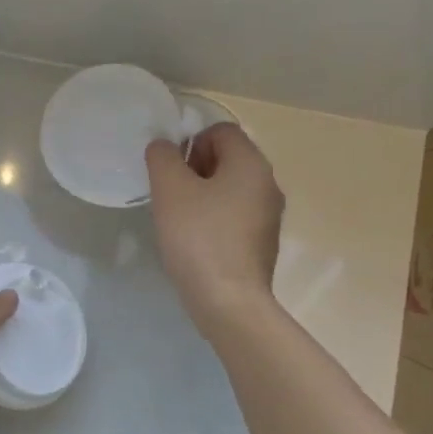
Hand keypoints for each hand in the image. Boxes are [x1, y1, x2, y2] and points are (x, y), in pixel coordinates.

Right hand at [145, 123, 284, 334]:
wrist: (229, 302)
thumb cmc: (199, 238)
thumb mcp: (170, 189)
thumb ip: (163, 158)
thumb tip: (164, 147)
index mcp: (251, 164)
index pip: (221, 131)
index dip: (191, 142)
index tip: (172, 172)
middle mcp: (268, 184)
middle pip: (228, 158)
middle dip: (195, 169)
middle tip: (172, 195)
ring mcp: (269, 216)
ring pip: (231, 189)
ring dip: (203, 195)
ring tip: (180, 220)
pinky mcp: (263, 244)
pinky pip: (235, 216)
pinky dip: (215, 220)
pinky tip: (196, 242)